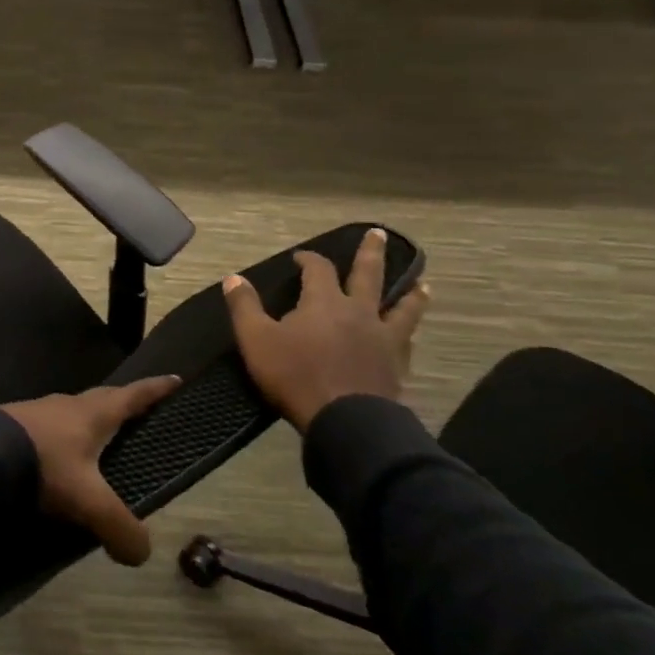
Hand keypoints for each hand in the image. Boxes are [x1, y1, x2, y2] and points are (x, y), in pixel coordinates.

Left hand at [0, 375, 181, 566]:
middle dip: (123, 405)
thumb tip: (142, 553)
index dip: (156, 390)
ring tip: (98, 441)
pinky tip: (58, 459)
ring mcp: (38, 412)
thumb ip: (120, 527)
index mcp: (93, 414)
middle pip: (102, 401)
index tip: (175, 379)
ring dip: (88, 423)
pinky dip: (61, 439)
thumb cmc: (45, 466)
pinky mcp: (14, 425)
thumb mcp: (89, 501)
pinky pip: (49, 429)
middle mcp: (67, 405)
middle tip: (140, 412)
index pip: (133, 396)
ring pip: (72, 414)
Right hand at [223, 228, 428, 433]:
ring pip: (402, 308)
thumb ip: (244, 306)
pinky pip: (406, 340)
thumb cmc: (295, 375)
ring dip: (410, 294)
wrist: (346, 420)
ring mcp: (383, 338)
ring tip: (421, 284)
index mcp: (324, 302)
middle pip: (369, 275)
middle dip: (371, 253)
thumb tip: (233, 278)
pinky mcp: (396, 365)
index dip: (309, 259)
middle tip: (380, 234)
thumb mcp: (256, 339)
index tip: (301, 257)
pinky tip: (409, 334)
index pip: (318, 269)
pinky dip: (408, 332)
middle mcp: (358, 312)